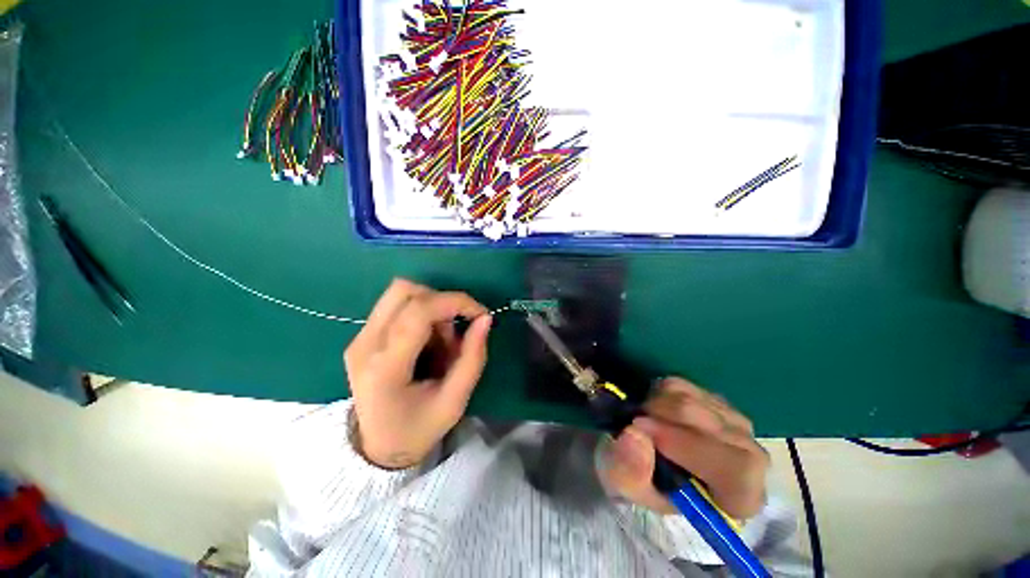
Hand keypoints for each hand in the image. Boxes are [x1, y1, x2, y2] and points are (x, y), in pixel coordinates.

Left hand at [344, 278, 491, 468]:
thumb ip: (473, 357)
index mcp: (386, 367)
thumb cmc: (418, 429)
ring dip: (431, 307)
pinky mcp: (361, 335)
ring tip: (441, 340)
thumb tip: (485, 319)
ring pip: (400, 292)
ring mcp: (359, 337)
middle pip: (405, 291)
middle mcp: (365, 344)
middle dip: (442, 302)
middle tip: (456, 331)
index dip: (455, 302)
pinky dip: (421, 313)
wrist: (378, 447)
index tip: (480, 313)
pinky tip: (426, 340)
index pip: (419, 312)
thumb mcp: (455, 401)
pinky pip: (397, 305)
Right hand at [601, 377, 768, 519]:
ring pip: (693, 399)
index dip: (688, 445)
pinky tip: (655, 410)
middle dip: (662, 417)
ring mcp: (734, 422)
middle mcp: (750, 458)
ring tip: (644, 421)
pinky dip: (658, 392)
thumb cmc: (646, 485)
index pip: (737, 468)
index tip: (642, 429)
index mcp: (740, 498)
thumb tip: (635, 434)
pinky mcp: (713, 398)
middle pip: (710, 424)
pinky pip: (682, 384)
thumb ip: (631, 471)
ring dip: (656, 405)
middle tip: (634, 423)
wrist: (650, 465)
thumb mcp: (628, 489)